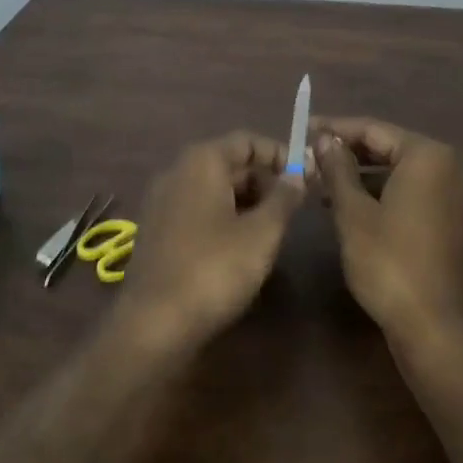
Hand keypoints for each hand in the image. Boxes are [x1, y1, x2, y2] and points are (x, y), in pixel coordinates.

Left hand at [112, 131, 305, 351]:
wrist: (155, 322)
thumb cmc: (215, 269)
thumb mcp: (261, 233)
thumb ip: (283, 199)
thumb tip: (298, 175)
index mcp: (201, 162)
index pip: (246, 141)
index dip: (279, 154)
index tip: (307, 177)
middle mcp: (176, 172)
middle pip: (229, 163)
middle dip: (264, 180)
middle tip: (294, 208)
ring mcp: (162, 201)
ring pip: (214, 188)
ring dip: (246, 201)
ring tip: (273, 230)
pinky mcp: (157, 230)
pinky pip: (198, 209)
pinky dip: (224, 217)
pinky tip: (241, 247)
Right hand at [313, 117, 462, 348]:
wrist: (432, 326)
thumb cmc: (388, 262)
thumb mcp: (353, 212)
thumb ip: (338, 168)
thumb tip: (324, 138)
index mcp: (427, 157)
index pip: (373, 129)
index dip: (335, 128)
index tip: (304, 128)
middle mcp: (448, 168)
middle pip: (388, 147)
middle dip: (347, 152)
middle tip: (309, 156)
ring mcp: (453, 195)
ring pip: (397, 171)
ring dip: (360, 174)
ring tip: (320, 181)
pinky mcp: (450, 219)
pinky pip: (410, 192)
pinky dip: (379, 192)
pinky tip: (346, 204)